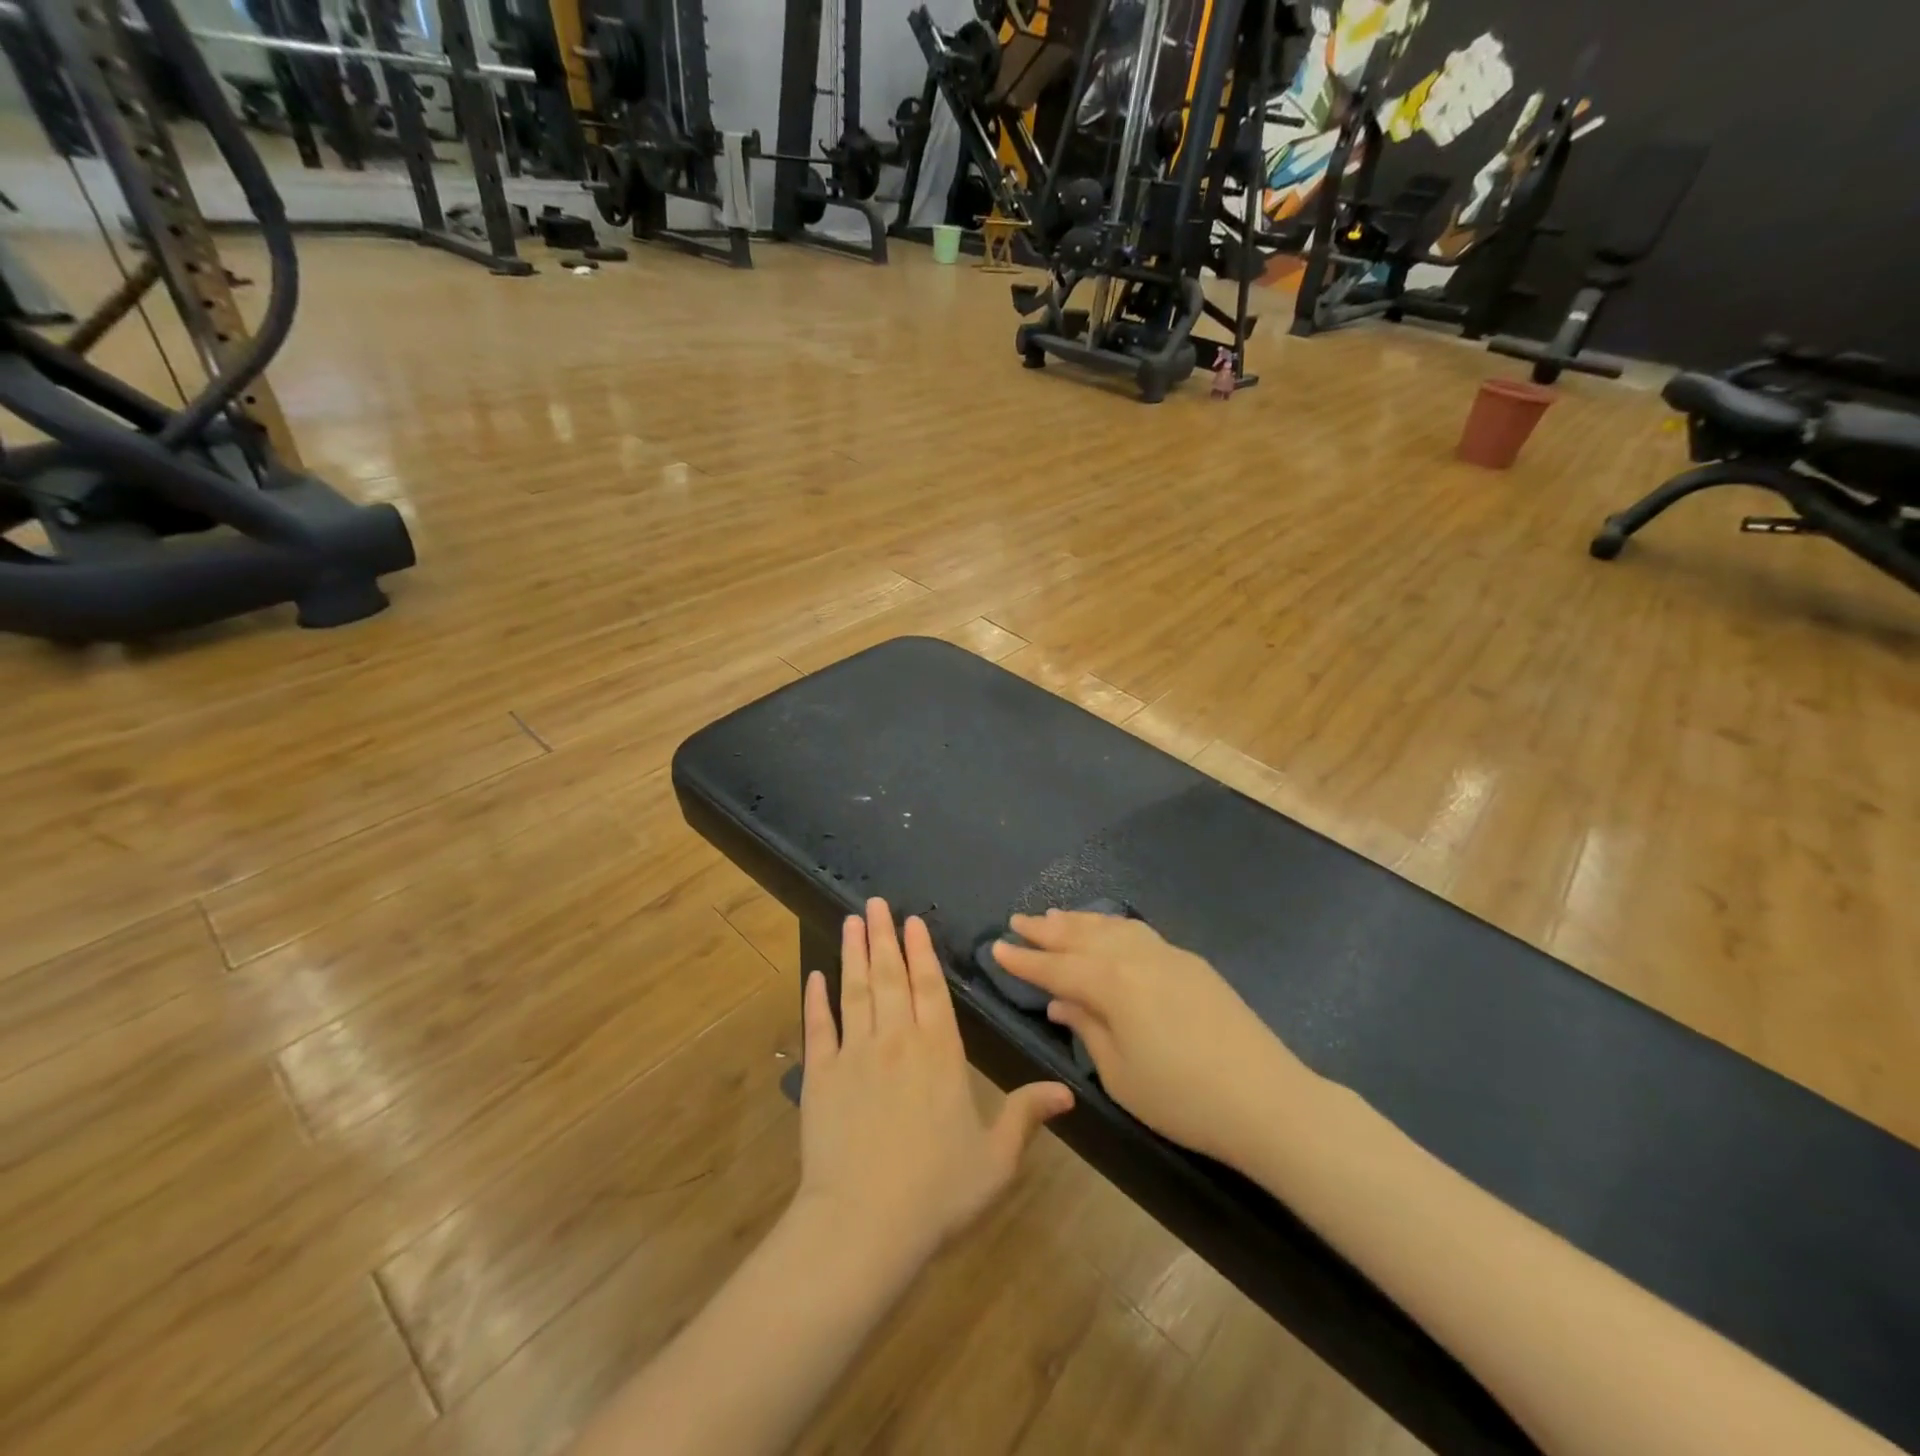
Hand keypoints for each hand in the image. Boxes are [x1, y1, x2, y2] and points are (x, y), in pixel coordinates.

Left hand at [796, 899, 1073, 1271]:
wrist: (864, 1225)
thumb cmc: (938, 1192)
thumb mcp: (996, 1159)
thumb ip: (1026, 1116)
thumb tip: (1067, 1091)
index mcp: (939, 1052)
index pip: (930, 987)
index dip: (922, 950)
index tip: (913, 920)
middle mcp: (897, 1040)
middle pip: (890, 976)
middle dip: (884, 936)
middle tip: (876, 903)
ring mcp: (855, 1054)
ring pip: (856, 990)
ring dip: (853, 953)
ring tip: (851, 921)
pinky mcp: (821, 1076)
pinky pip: (819, 1027)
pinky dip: (816, 999)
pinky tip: (815, 976)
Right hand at [992, 910, 1311, 1164]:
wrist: (1267, 1099)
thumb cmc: (1182, 1098)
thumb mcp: (1120, 1074)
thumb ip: (1087, 1029)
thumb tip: (1061, 1003)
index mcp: (1112, 983)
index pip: (1056, 967)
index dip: (1024, 960)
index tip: (996, 947)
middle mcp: (1136, 957)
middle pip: (1081, 936)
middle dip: (1047, 929)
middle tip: (1018, 919)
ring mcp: (1168, 955)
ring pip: (1112, 927)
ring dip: (1079, 921)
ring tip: (1054, 916)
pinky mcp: (1192, 964)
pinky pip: (1139, 933)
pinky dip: (1112, 927)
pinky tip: (1108, 931)